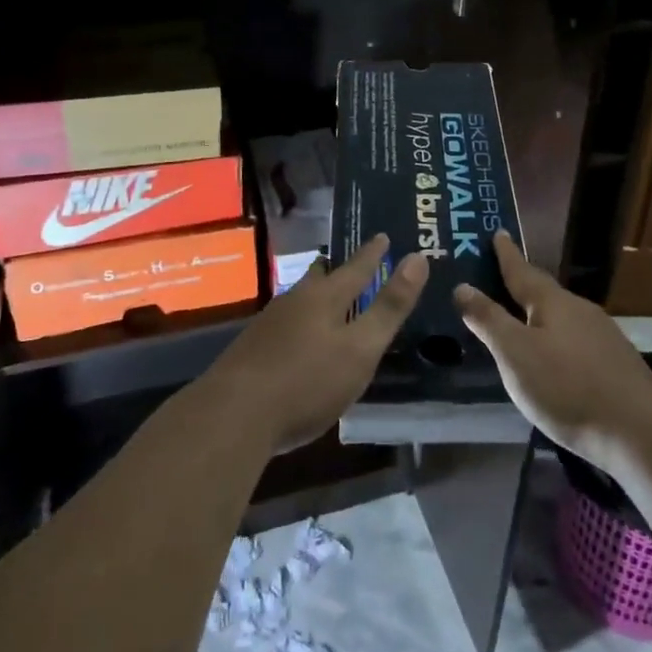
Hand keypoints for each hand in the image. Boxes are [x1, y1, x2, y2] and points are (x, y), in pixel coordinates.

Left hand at [201, 234, 427, 451]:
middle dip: (338, 268)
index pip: (356, 267)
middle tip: (352, 261)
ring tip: (330, 296)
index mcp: (324, 297)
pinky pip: (286, 322)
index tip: (383, 235)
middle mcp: (294, 300)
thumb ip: (389, 307)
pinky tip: (301, 338)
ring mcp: (269, 324)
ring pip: (300, 299)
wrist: (233, 416)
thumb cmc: (307, 381)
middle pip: (321, 277)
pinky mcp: (252, 349)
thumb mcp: (360, 348)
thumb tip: (418, 258)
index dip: (373, 253)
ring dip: (318, 294)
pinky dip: (302, 320)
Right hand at [454, 230, 651, 469]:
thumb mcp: (515, 353)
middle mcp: (580, 310)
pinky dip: (556, 339)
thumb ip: (488, 320)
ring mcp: (602, 337)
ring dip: (539, 315)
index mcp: (554, 302)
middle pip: (544, 292)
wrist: (640, 432)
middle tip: (499, 278)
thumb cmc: (567, 387)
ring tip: (520, 320)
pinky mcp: (615, 364)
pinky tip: (553, 357)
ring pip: (561, 318)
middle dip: (522, 285)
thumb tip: (462, 286)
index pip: (522, 271)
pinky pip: (575, 340)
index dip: (507, 254)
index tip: (497, 232)